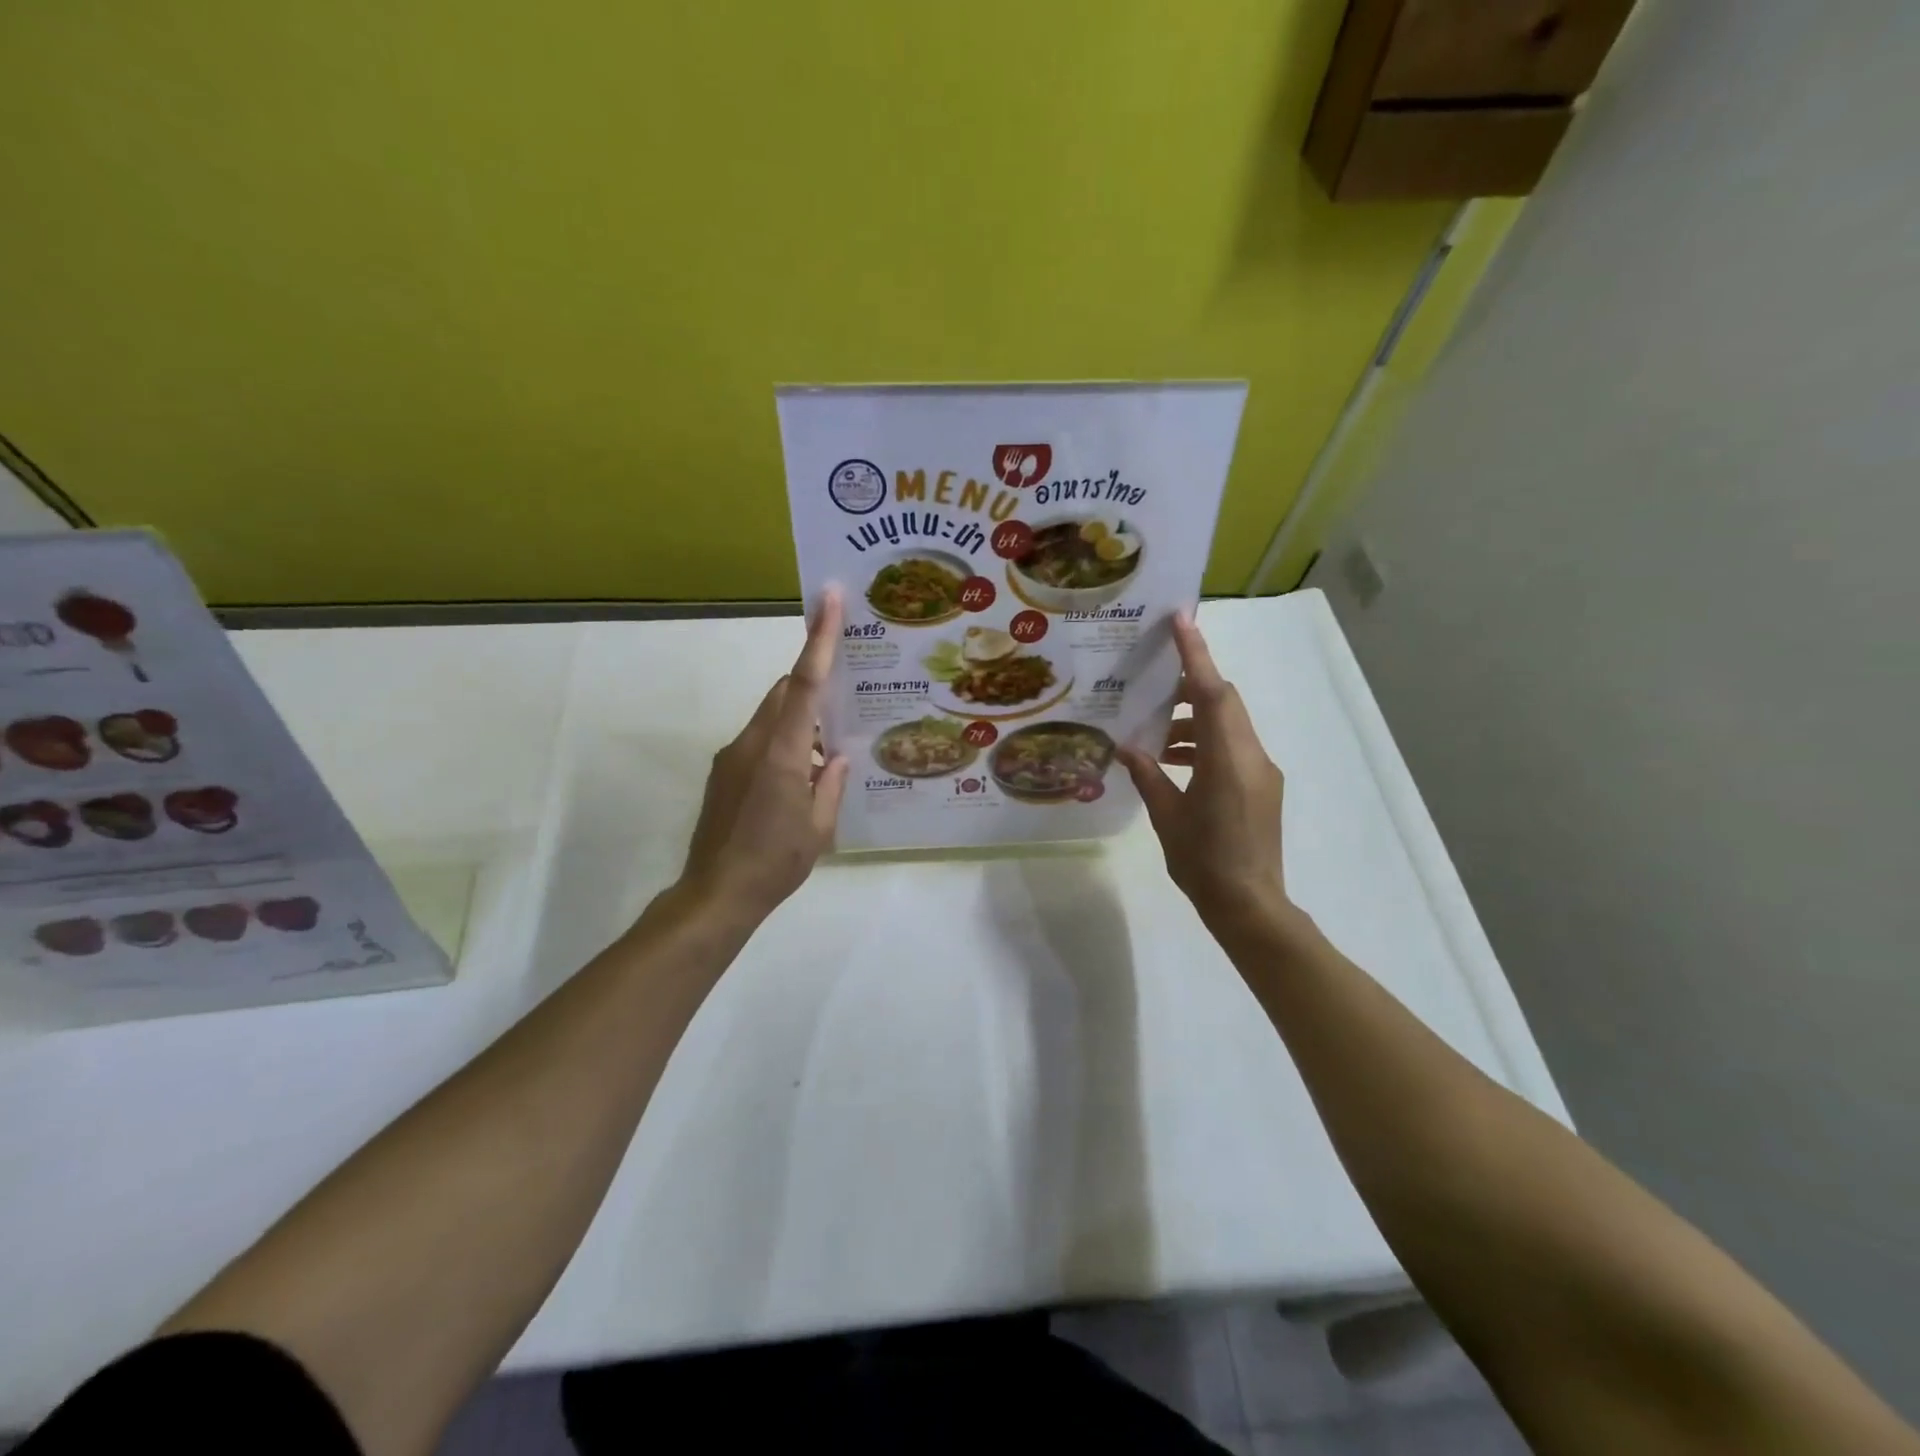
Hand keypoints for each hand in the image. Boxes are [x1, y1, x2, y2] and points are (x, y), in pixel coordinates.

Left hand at [677, 590, 849, 922]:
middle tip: (847, 689)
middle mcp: (752, 743)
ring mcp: (732, 756)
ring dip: (799, 722)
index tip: (829, 599)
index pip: (804, 684)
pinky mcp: (723, 772)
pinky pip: (759, 740)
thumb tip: (837, 755)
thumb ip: (832, 783)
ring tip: (828, 750)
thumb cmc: (775, 862)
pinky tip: (801, 777)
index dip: (819, 639)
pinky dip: (783, 743)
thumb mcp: (820, 828)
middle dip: (811, 683)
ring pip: (771, 717)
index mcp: (782, 752)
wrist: (715, 894)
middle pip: (783, 692)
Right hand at [1117, 613, 1291, 933]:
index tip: (1181, 620)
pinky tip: (1173, 763)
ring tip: (1153, 737)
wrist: (1250, 907)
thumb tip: (1129, 747)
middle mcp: (1251, 756)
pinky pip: (1231, 748)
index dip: (1196, 654)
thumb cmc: (1204, 863)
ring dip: (1192, 722)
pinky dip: (1203, 745)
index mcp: (1227, 759)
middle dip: (1190, 686)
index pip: (1212, 693)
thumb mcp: (1168, 817)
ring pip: (1227, 725)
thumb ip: (1149, 775)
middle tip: (1151, 687)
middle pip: (1223, 702)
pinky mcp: (1262, 787)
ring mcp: (1261, 772)